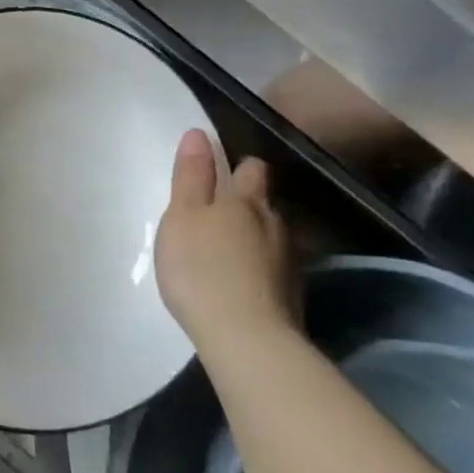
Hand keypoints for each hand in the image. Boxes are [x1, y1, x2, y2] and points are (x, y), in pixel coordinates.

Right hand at [154, 130, 293, 353]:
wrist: (245, 337)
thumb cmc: (201, 268)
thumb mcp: (182, 217)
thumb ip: (190, 176)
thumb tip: (198, 134)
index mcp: (245, 202)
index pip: (252, 169)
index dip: (239, 166)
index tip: (222, 170)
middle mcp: (274, 225)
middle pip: (265, 203)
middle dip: (247, 202)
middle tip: (217, 214)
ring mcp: (288, 262)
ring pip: (271, 236)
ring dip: (253, 238)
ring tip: (227, 251)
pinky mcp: (291, 296)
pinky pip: (273, 269)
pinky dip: (259, 269)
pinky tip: (241, 283)